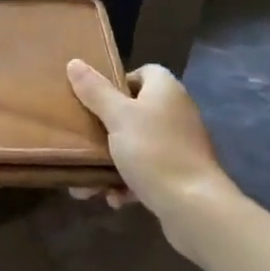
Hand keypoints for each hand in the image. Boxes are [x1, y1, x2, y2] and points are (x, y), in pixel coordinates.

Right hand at [66, 60, 240, 220]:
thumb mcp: (117, 117)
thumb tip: (74, 62)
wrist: (195, 207)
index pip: (143, 72)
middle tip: (82, 138)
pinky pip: (146, 171)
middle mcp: (176, 113)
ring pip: (136, 144)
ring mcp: (180, 145)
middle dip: (105, 128)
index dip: (117, 82)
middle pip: (134, 110)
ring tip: (88, 181)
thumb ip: (95, 90)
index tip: (94, 98)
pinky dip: (128, 182)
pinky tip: (113, 197)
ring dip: (110, 161)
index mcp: (165, 90)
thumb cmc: (154, 151)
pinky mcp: (180, 175)